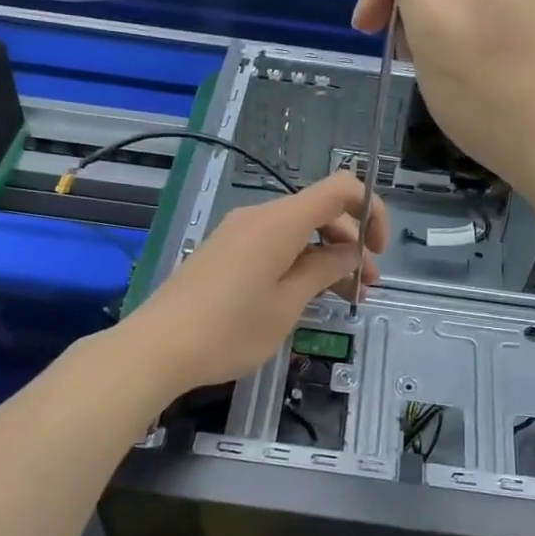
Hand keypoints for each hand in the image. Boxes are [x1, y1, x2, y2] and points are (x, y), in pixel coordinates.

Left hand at [124, 173, 387, 394]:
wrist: (157, 347)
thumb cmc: (229, 329)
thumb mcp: (287, 304)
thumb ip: (325, 270)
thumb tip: (350, 252)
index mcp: (280, 221)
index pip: (341, 188)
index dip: (370, 210)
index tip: (377, 251)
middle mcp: (259, 216)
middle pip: (320, 212)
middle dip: (351, 243)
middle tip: (366, 287)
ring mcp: (238, 232)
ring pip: (297, 231)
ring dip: (326, 256)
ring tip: (344, 296)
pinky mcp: (225, 251)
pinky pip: (273, 243)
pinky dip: (298, 261)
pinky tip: (305, 294)